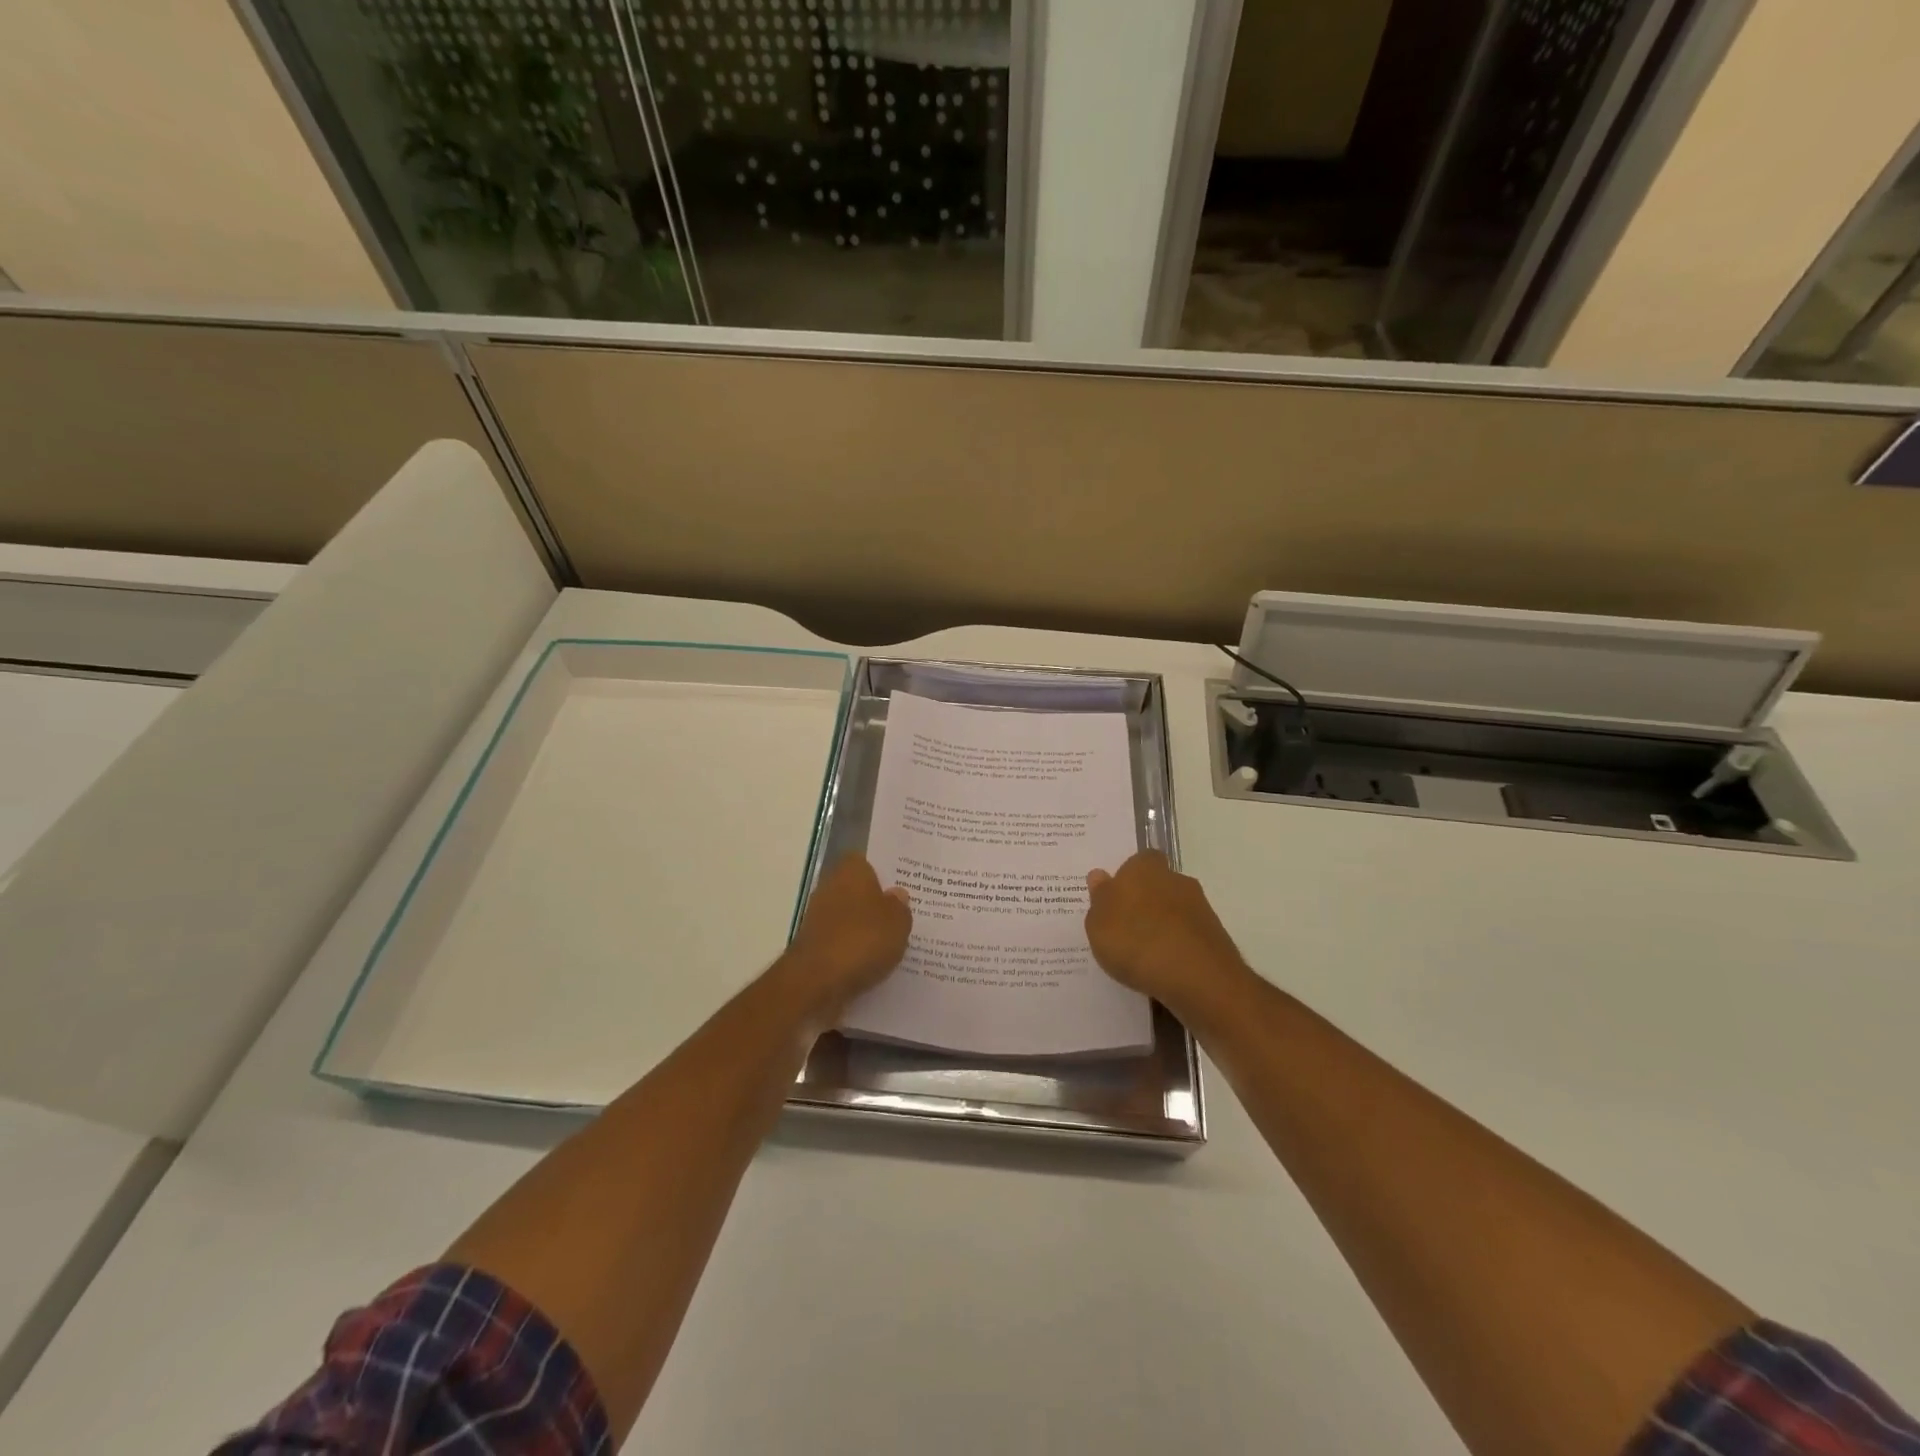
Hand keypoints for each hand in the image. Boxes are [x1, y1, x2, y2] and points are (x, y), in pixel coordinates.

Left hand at [780, 855, 911, 1022]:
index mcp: (851, 870)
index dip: (884, 874)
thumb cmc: (862, 940)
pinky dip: (854, 951)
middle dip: (876, 904)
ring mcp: (818, 918)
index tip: (902, 888)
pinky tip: (873, 964)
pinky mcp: (813, 946)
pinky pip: (842, 943)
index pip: (868, 862)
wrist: (816, 982)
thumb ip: (900, 906)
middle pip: (858, 891)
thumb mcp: (898, 921)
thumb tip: (896, 895)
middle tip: (902, 917)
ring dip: (865, 930)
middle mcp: (830, 887)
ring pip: (850, 918)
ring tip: (893, 945)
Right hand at [1085, 851, 1247, 1009]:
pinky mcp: (1216, 938)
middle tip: (1125, 929)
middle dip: (1145, 903)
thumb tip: (1100, 876)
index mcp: (1145, 868)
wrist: (1197, 978)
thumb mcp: (1098, 924)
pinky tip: (1164, 969)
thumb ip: (1099, 898)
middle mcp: (1176, 880)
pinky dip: (1178, 948)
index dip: (1127, 877)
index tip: (1115, 899)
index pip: (1138, 861)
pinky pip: (1188, 937)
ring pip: (1175, 912)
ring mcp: (1200, 908)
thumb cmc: (1136, 941)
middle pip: (1158, 885)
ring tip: (1143, 956)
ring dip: (1162, 927)